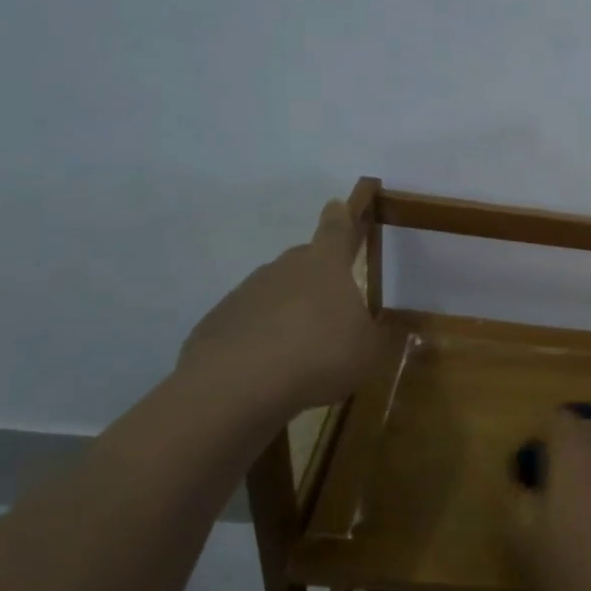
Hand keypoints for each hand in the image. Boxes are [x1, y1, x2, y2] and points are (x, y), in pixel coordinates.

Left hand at [178, 199, 378, 422]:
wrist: (239, 385)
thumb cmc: (320, 355)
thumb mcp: (368, 352)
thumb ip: (373, 335)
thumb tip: (372, 328)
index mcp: (326, 266)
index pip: (335, 231)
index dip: (340, 218)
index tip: (337, 204)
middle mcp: (284, 269)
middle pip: (303, 263)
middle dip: (316, 278)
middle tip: (330, 306)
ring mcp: (245, 293)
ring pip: (274, 294)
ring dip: (288, 313)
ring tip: (302, 350)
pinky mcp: (217, 323)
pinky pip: (248, 324)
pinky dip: (260, 339)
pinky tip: (269, 369)